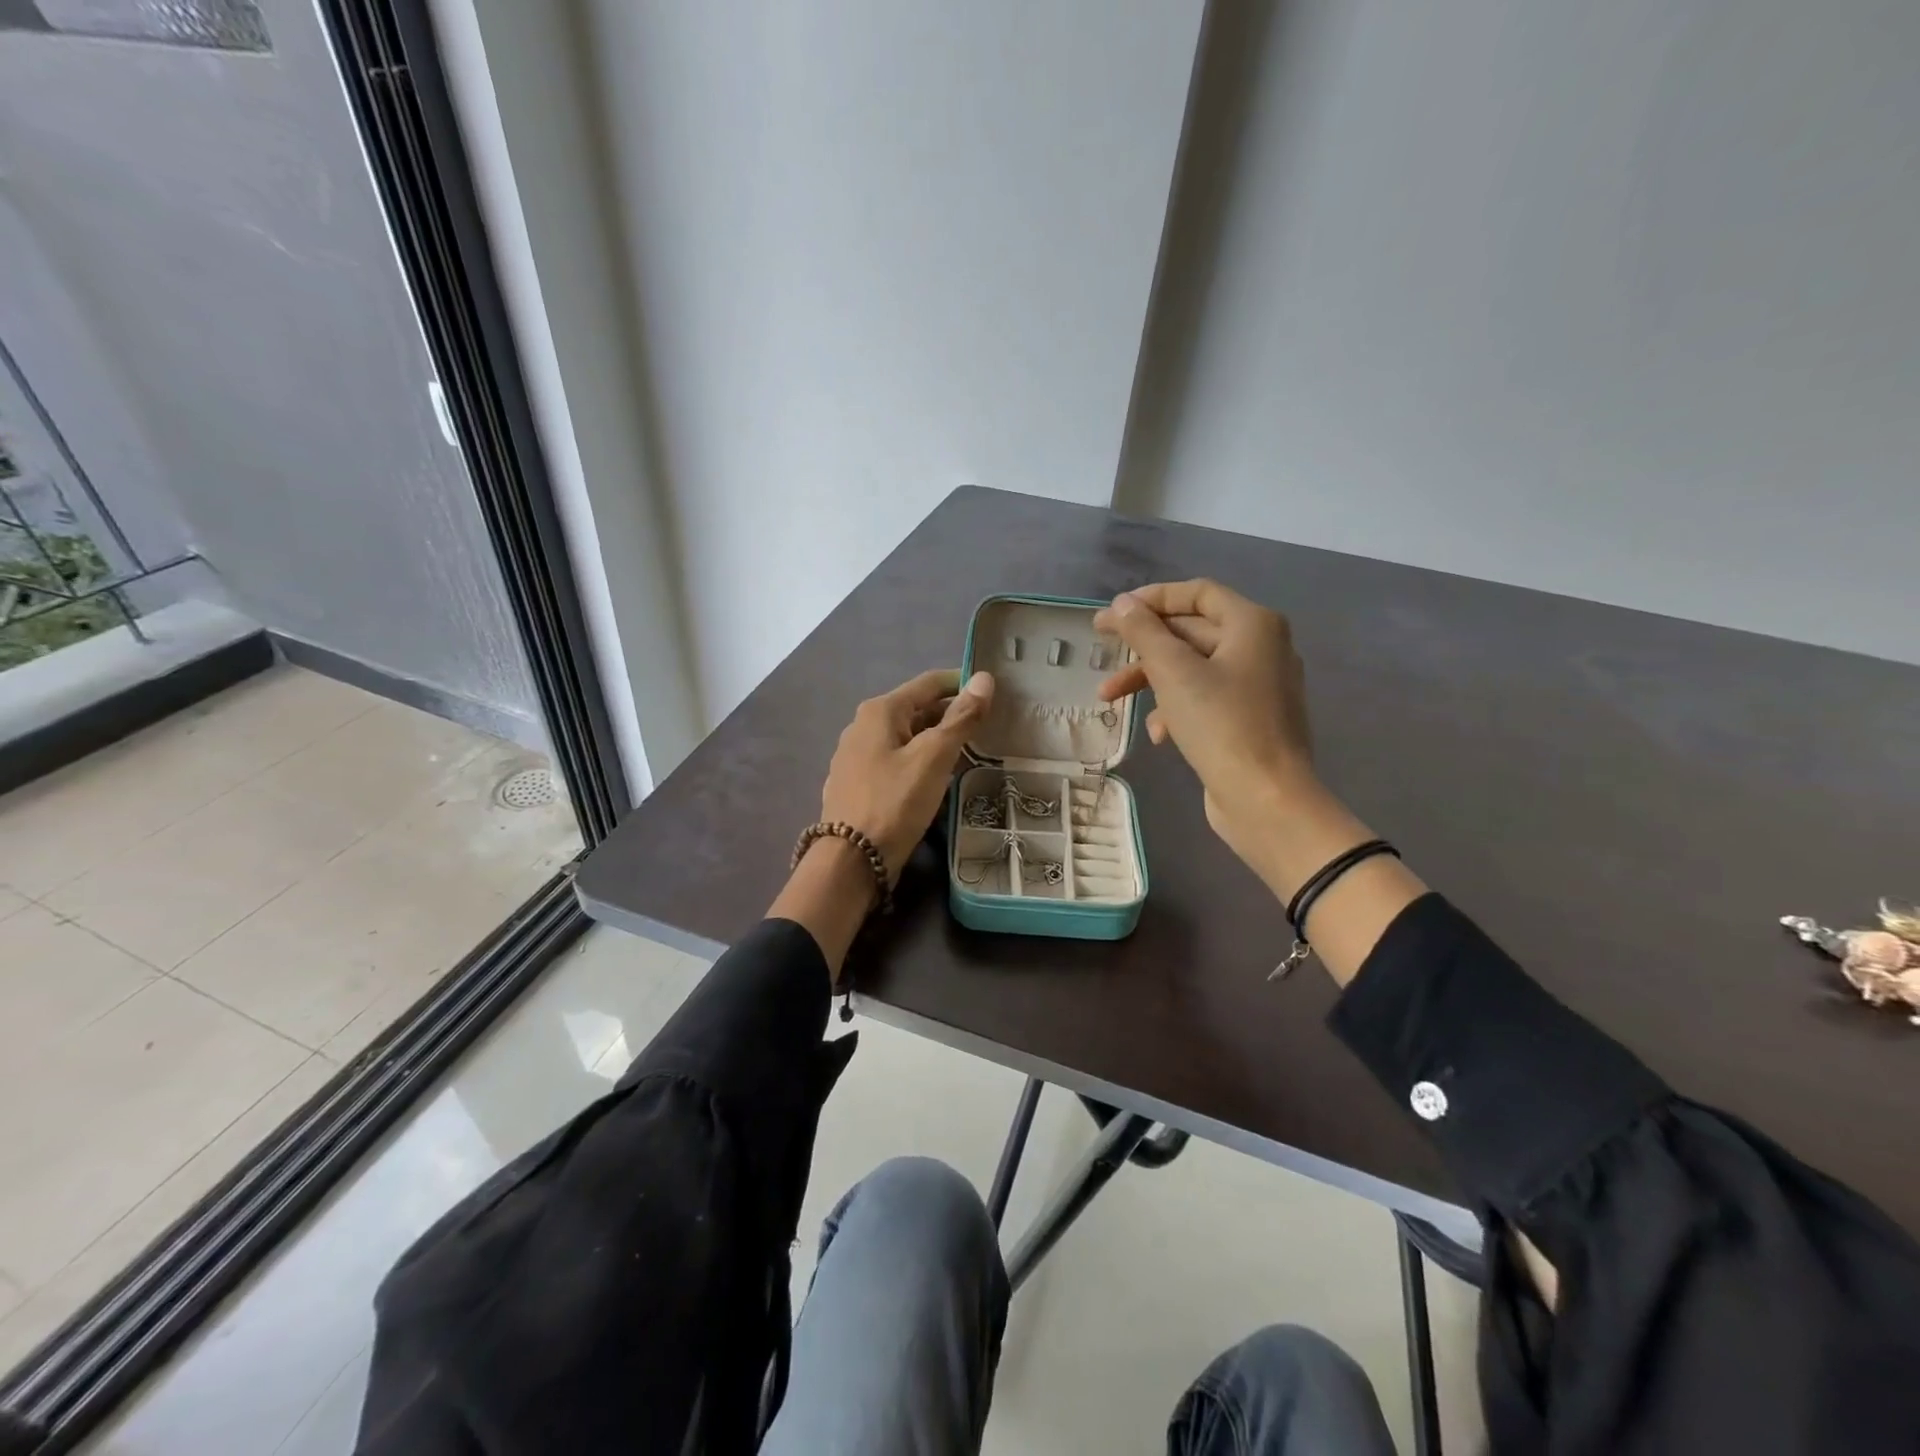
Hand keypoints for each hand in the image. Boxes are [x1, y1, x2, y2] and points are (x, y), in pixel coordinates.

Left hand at [819, 668, 995, 881]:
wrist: (851, 860)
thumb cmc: (895, 801)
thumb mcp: (934, 757)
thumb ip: (961, 718)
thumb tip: (985, 679)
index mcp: (880, 710)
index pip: (929, 682)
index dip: (963, 682)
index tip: (995, 693)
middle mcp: (863, 726)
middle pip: (917, 709)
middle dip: (952, 714)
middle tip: (991, 727)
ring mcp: (857, 756)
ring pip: (907, 737)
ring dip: (937, 740)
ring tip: (972, 752)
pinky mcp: (858, 783)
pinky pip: (896, 760)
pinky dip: (920, 761)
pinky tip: (938, 778)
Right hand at [1094, 581, 1314, 870]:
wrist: (1266, 799)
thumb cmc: (1221, 725)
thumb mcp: (1173, 672)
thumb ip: (1143, 631)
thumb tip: (1121, 604)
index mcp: (1253, 624)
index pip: (1197, 592)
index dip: (1151, 598)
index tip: (1113, 613)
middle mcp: (1261, 647)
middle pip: (1192, 631)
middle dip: (1143, 646)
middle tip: (1101, 648)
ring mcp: (1258, 686)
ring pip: (1193, 668)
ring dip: (1151, 680)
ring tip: (1110, 699)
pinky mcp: (1249, 720)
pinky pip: (1205, 699)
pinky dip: (1176, 709)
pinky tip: (1159, 734)